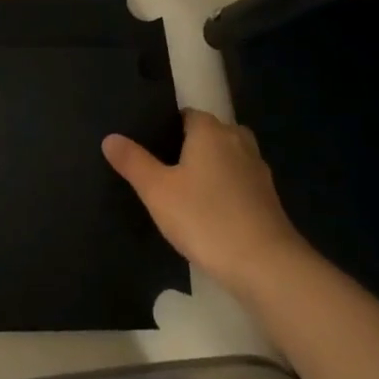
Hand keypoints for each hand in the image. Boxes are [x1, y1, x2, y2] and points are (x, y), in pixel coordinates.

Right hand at [103, 110, 305, 297]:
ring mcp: (257, 170)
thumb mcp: (156, 190)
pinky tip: (208, 210)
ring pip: (228, 157)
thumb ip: (133, 161)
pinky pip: (239, 181)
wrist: (265, 264)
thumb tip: (110, 137)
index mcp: (211, 132)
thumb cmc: (204, 218)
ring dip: (210, 167)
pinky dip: (225, 188)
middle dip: (190, 145)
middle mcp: (238, 142)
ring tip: (183, 189)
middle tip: (163, 167)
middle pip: (211, 133)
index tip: (149, 144)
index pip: (188, 114)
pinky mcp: (268, 198)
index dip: (168, 126)